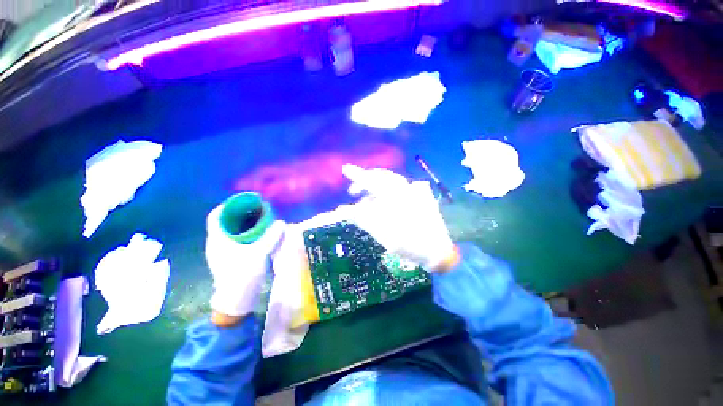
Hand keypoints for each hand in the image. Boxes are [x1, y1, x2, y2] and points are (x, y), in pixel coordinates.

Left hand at [205, 204, 285, 319]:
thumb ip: (271, 237)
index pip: (215, 216)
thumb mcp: (259, 254)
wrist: (235, 300)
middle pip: (223, 221)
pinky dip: (243, 233)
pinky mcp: (227, 258)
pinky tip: (256, 235)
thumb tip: (281, 222)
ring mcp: (220, 252)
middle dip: (238, 213)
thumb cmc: (242, 275)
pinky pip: (233, 239)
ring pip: (228, 231)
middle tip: (255, 209)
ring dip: (241, 223)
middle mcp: (215, 243)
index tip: (242, 201)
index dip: (227, 206)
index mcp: (217, 239)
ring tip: (257, 219)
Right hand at [342, 164, 456, 270]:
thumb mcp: (381, 232)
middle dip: (366, 182)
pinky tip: (383, 203)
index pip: (372, 180)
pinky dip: (388, 193)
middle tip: (353, 192)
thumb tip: (342, 210)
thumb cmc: (408, 241)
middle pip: (381, 177)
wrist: (437, 250)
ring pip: (390, 183)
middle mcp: (406, 187)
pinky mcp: (421, 197)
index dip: (357, 175)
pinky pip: (400, 189)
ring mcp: (415, 191)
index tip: (345, 169)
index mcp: (395, 194)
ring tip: (366, 201)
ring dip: (376, 189)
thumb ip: (361, 218)